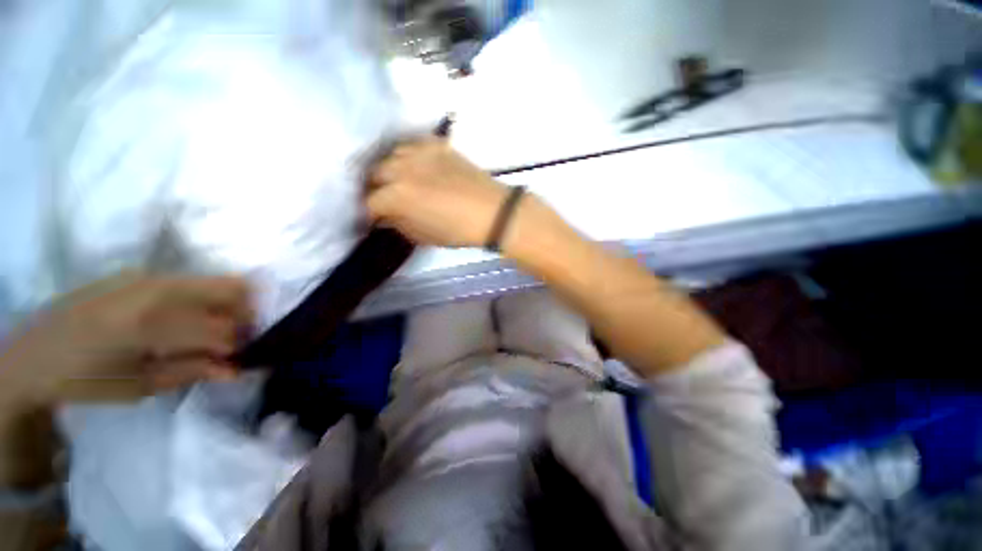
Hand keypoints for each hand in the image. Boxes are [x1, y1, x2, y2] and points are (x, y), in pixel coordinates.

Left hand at [0, 272, 251, 405]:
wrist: (31, 355)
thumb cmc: (84, 381)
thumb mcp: (139, 387)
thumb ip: (191, 371)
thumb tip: (237, 369)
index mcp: (147, 324)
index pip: (219, 328)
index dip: (241, 344)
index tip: (246, 356)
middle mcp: (153, 289)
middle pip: (230, 288)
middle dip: (246, 313)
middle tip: (241, 337)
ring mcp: (145, 276)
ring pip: (214, 281)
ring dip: (228, 305)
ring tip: (217, 330)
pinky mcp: (138, 273)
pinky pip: (190, 283)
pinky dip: (204, 300)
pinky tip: (188, 321)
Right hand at [366, 139, 508, 247]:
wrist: (492, 212)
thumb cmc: (458, 230)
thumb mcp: (423, 236)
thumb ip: (399, 224)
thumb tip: (386, 217)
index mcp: (397, 196)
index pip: (369, 202)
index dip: (369, 213)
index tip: (374, 219)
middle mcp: (402, 169)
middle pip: (374, 174)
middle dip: (376, 189)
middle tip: (385, 199)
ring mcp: (420, 153)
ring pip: (391, 155)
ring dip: (390, 169)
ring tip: (398, 180)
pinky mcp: (437, 145)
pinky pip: (413, 143)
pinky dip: (409, 154)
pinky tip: (416, 165)